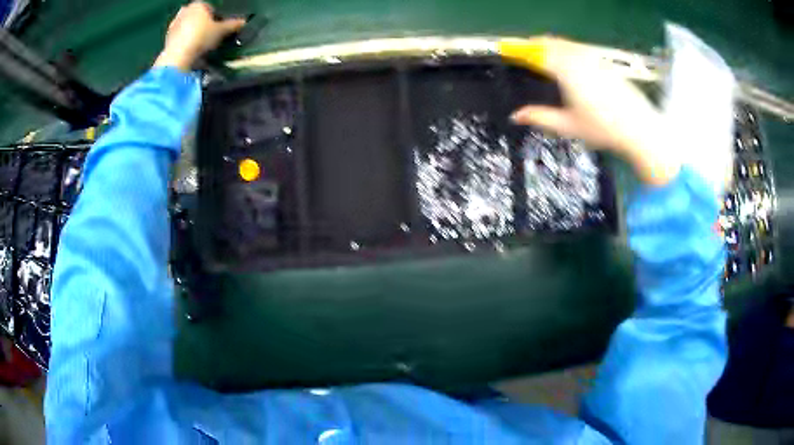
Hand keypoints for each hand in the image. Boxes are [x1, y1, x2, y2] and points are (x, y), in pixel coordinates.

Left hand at [154, 2, 245, 71]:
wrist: (178, 56)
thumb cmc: (201, 37)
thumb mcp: (221, 31)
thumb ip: (232, 25)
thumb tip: (244, 22)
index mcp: (198, 4)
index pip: (209, 8)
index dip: (215, 17)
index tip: (217, 28)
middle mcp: (185, 10)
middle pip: (196, 16)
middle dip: (201, 24)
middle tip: (208, 35)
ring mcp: (174, 24)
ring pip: (187, 26)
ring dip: (191, 33)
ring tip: (198, 45)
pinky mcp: (166, 38)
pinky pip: (179, 37)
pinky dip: (183, 41)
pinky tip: (188, 50)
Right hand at [510, 37, 679, 185]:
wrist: (638, 128)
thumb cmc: (602, 128)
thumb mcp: (568, 126)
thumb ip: (540, 117)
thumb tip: (515, 116)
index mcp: (566, 71)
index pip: (537, 53)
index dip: (521, 50)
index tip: (510, 49)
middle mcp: (579, 59)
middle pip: (552, 42)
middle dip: (536, 44)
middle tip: (526, 51)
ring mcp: (594, 59)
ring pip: (568, 43)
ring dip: (553, 44)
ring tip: (545, 52)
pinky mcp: (606, 64)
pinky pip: (582, 49)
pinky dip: (570, 49)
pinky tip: (572, 60)